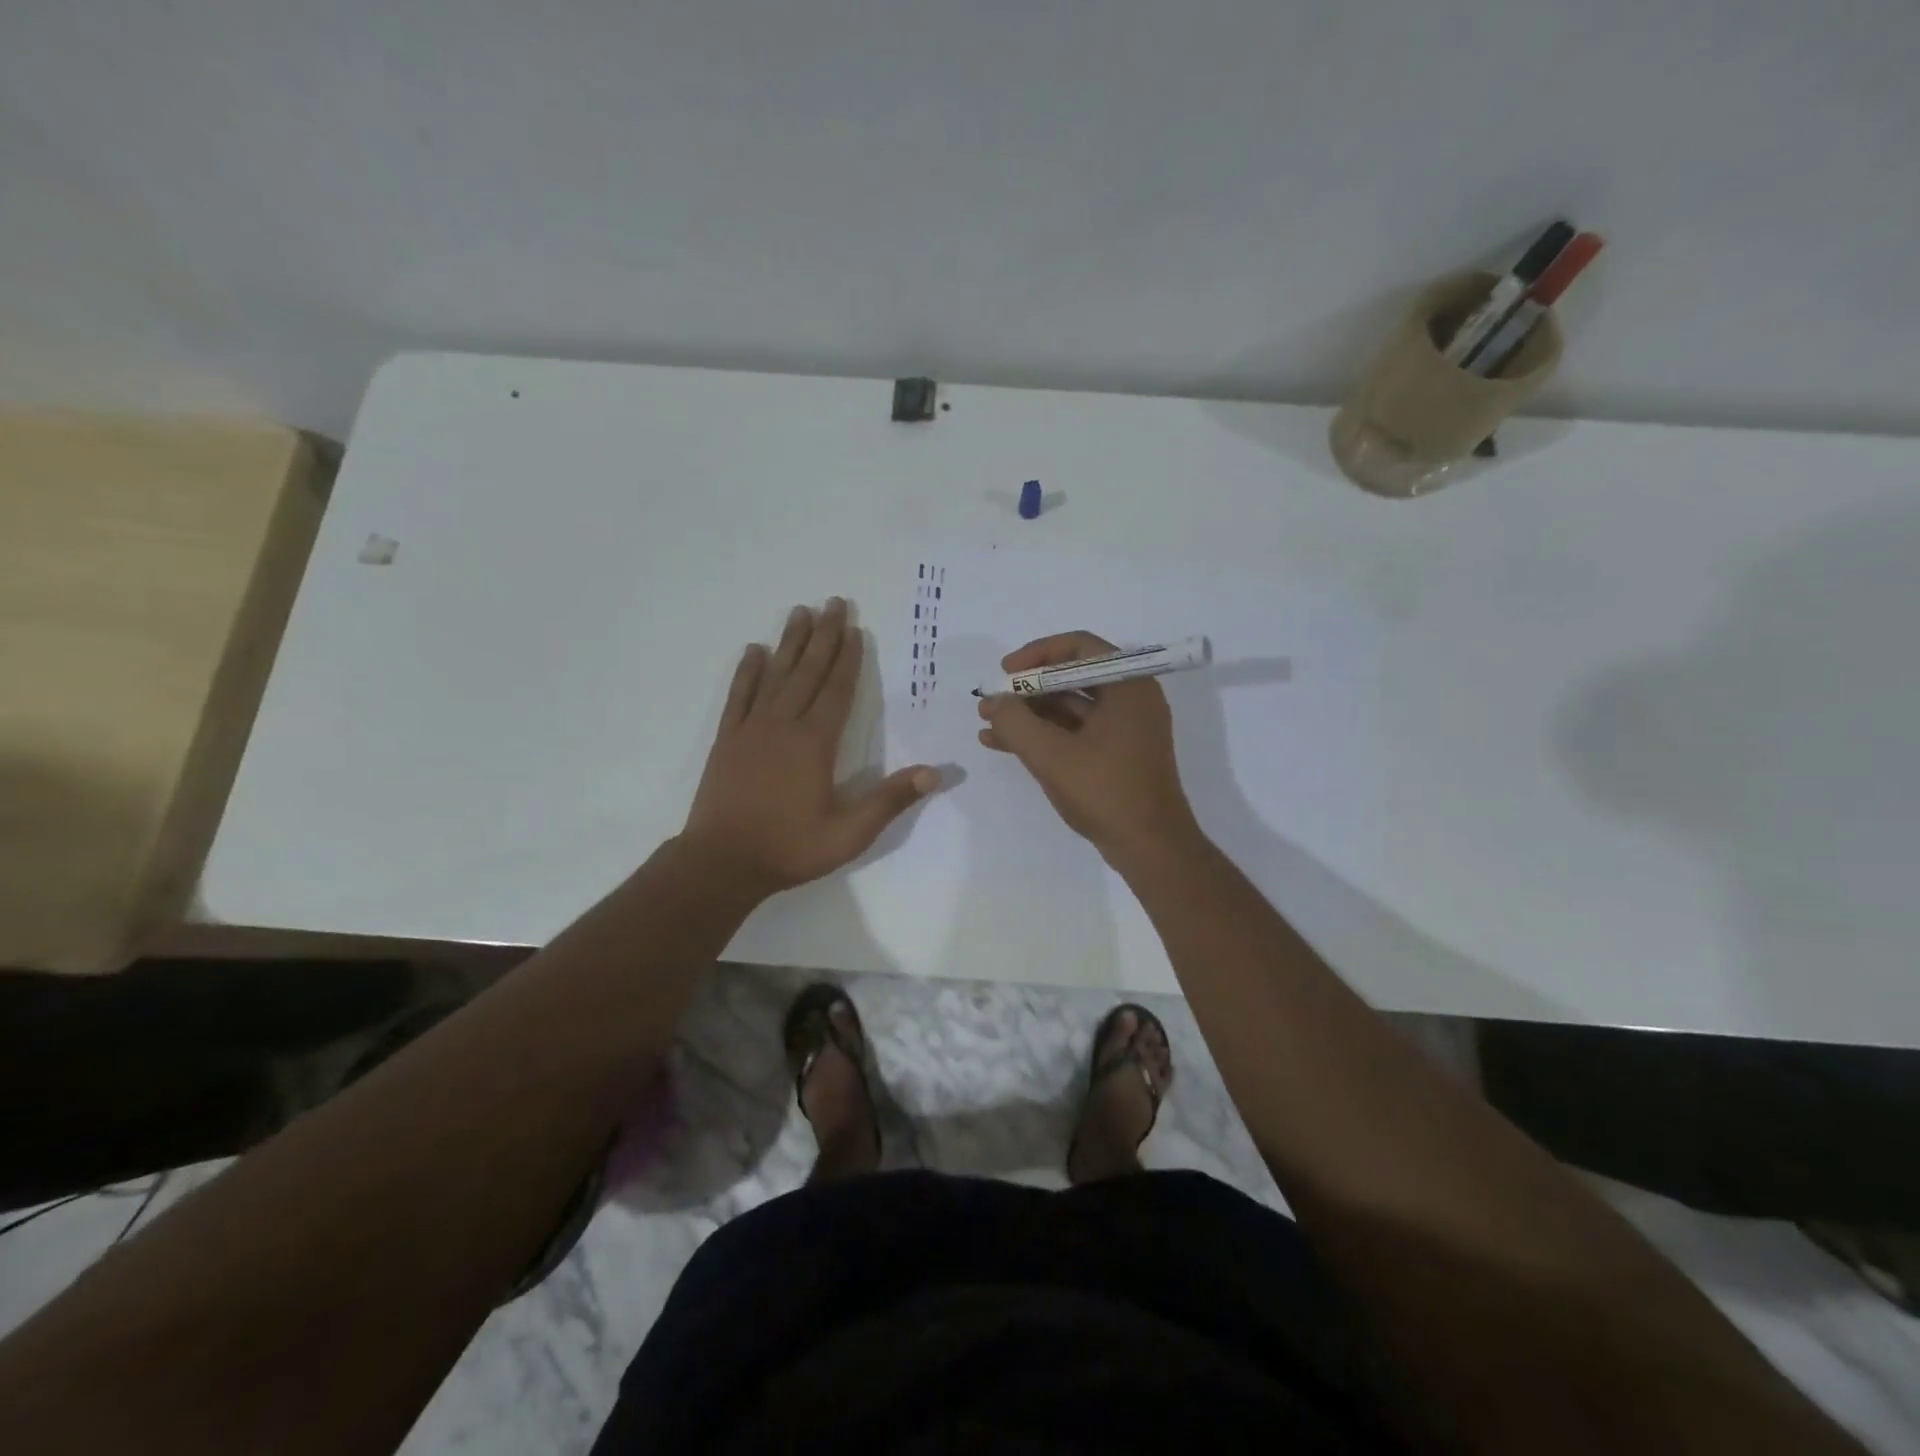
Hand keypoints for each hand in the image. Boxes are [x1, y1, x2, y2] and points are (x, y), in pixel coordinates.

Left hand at [682, 598, 939, 895]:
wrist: (722, 863)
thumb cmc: (790, 848)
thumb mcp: (849, 834)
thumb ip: (890, 800)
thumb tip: (935, 772)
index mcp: (815, 744)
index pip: (837, 691)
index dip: (848, 659)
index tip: (855, 628)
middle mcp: (783, 725)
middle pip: (808, 672)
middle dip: (823, 636)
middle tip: (833, 603)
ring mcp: (751, 729)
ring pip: (775, 675)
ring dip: (789, 643)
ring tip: (799, 612)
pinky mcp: (727, 739)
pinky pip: (739, 696)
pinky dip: (747, 672)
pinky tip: (754, 651)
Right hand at [977, 631, 1199, 861]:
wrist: (1150, 848)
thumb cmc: (1106, 792)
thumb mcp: (1051, 755)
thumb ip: (1016, 722)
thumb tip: (993, 701)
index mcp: (1128, 686)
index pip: (1079, 647)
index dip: (1037, 654)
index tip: (1006, 672)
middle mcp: (1131, 699)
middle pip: (1072, 677)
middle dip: (1028, 689)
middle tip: (992, 701)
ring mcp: (1126, 729)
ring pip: (1070, 708)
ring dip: (1030, 714)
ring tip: (988, 724)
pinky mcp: (1117, 755)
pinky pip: (1075, 733)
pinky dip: (1044, 736)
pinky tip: (1004, 745)